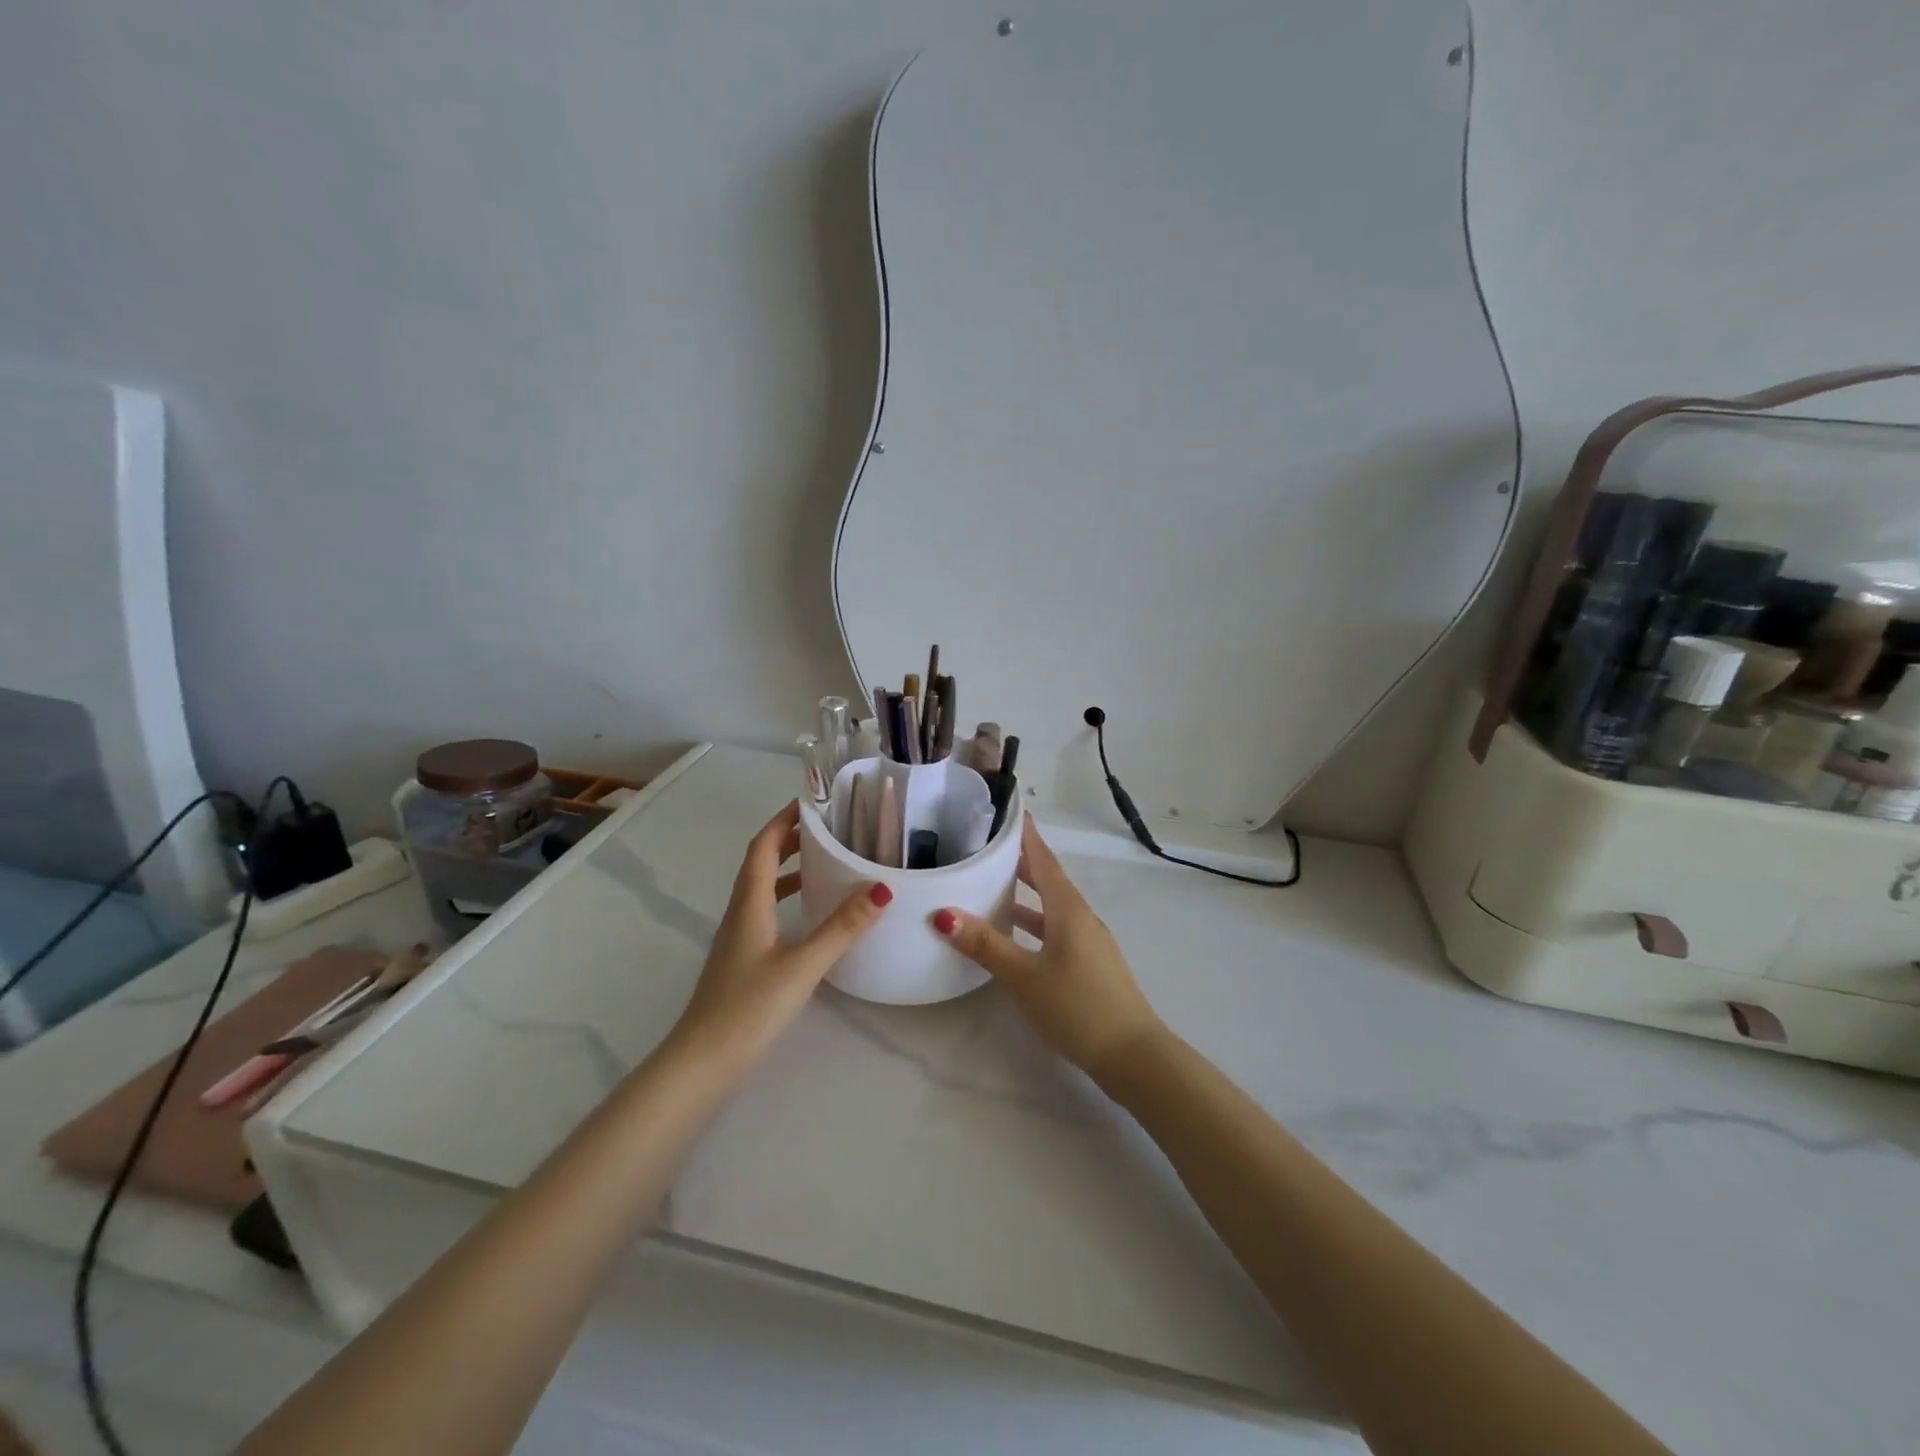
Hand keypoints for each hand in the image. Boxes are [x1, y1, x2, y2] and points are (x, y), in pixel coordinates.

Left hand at [669, 801, 891, 1069]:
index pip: (762, 847)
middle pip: (761, 864)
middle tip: (829, 830)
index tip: (812, 802)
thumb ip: (842, 927)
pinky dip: (788, 900)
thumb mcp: (803, 965)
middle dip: (791, 840)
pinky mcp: (744, 960)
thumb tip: (882, 887)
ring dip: (790, 870)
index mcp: (749, 904)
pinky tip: (811, 917)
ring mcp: (739, 938)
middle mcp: (740, 913)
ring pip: (763, 890)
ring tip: (827, 864)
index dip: (783, 821)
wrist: (703, 1063)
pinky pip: (767, 913)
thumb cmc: (749, 1007)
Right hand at [933, 818, 1164, 1079]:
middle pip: (1048, 879)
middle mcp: (1080, 917)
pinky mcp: (1089, 964)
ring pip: (1051, 907)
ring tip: (992, 885)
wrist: (1133, 1056)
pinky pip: (1056, 929)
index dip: (1025, 835)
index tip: (1007, 811)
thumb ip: (986, 945)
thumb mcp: (1025, 976)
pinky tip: (1015, 936)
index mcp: (1068, 909)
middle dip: (1020, 861)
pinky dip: (1033, 923)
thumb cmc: (1078, 1007)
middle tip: (987, 844)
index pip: (1043, 859)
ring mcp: (1088, 941)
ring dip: (1025, 894)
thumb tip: (944, 913)